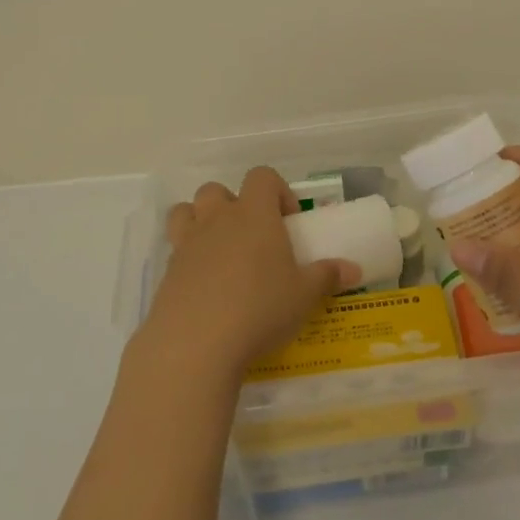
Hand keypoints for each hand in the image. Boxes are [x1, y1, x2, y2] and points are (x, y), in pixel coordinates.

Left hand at [136, 167, 360, 382]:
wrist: (195, 343)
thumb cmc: (259, 308)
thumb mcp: (304, 296)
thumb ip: (327, 277)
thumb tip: (353, 269)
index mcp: (254, 214)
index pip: (262, 176)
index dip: (277, 190)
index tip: (288, 220)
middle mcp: (217, 220)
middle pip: (216, 190)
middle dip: (233, 204)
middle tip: (251, 236)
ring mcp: (187, 244)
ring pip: (185, 212)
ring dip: (200, 221)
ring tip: (219, 251)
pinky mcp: (166, 273)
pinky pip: (175, 251)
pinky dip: (188, 260)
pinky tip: (205, 289)